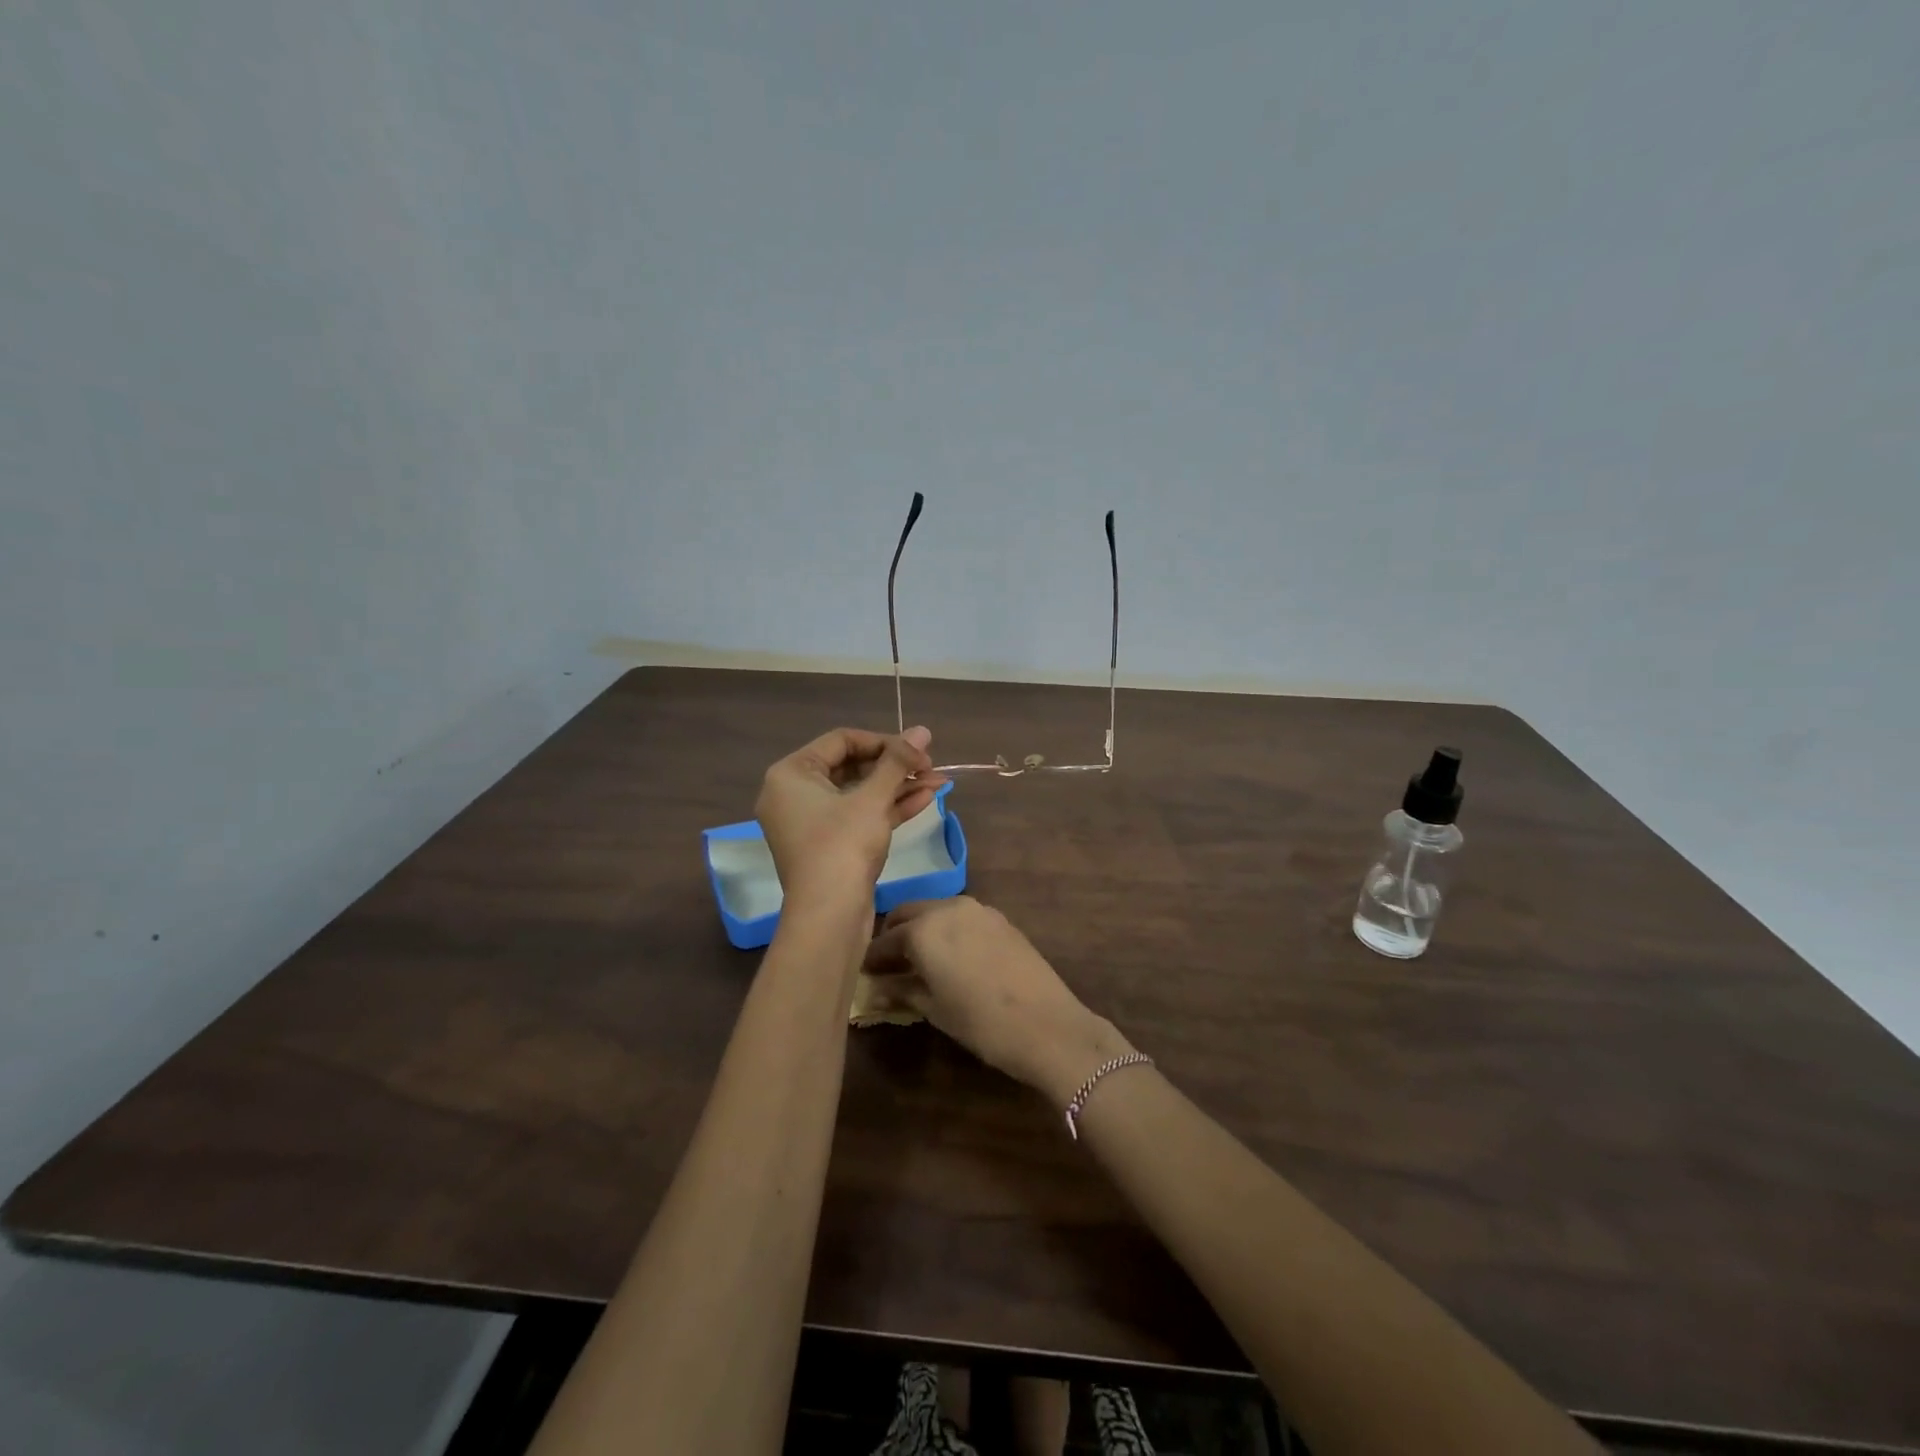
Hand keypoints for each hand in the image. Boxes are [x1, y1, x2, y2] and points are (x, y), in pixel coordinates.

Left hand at [756, 726, 943, 908]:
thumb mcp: (872, 799)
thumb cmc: (843, 846)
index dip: (884, 742)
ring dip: (898, 787)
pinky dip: (888, 808)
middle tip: (930, 767)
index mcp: (791, 774)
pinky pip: (858, 816)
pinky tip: (925, 799)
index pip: (842, 740)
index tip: (918, 750)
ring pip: (859, 793)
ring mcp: (811, 823)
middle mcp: (794, 794)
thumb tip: (923, 730)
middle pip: (851, 766)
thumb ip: (898, 762)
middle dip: (895, 767)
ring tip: (939, 782)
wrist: (829, 917)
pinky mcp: (829, 846)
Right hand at [861, 898, 1132, 1104]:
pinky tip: (949, 956)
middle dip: (893, 934)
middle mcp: (947, 908)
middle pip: (907, 913)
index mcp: (924, 929)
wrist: (1048, 1025)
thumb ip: (901, 990)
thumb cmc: (982, 1023)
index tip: (862, 973)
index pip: (884, 940)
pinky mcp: (999, 918)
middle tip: (887, 964)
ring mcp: (977, 909)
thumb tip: (874, 989)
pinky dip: (946, 929)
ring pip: (935, 910)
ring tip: (917, 960)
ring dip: (921, 928)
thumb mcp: (934, 1009)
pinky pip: (960, 916)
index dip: (871, 958)